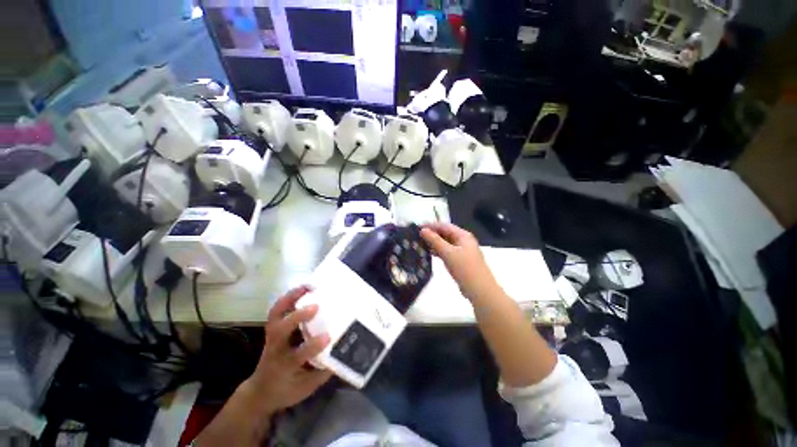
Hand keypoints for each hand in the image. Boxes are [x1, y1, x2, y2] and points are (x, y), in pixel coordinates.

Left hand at [247, 286, 332, 413]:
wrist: (260, 392)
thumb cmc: (285, 390)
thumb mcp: (306, 388)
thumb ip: (323, 372)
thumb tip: (343, 352)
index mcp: (283, 368)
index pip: (296, 356)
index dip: (312, 346)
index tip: (329, 336)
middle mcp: (275, 350)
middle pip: (279, 331)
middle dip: (296, 317)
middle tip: (316, 306)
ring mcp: (271, 338)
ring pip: (275, 315)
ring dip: (290, 298)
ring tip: (308, 286)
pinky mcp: (273, 329)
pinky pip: (278, 310)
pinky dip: (288, 297)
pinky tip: (303, 289)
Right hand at [420, 223, 499, 301]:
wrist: (480, 290)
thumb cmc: (465, 269)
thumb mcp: (448, 253)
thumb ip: (435, 240)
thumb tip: (423, 230)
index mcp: (463, 236)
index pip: (444, 226)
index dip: (431, 225)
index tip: (417, 227)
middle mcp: (463, 241)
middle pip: (445, 233)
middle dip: (432, 234)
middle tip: (417, 236)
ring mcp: (463, 251)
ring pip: (446, 243)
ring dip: (434, 243)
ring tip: (420, 244)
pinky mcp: (460, 261)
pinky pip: (447, 252)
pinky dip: (439, 251)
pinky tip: (430, 254)